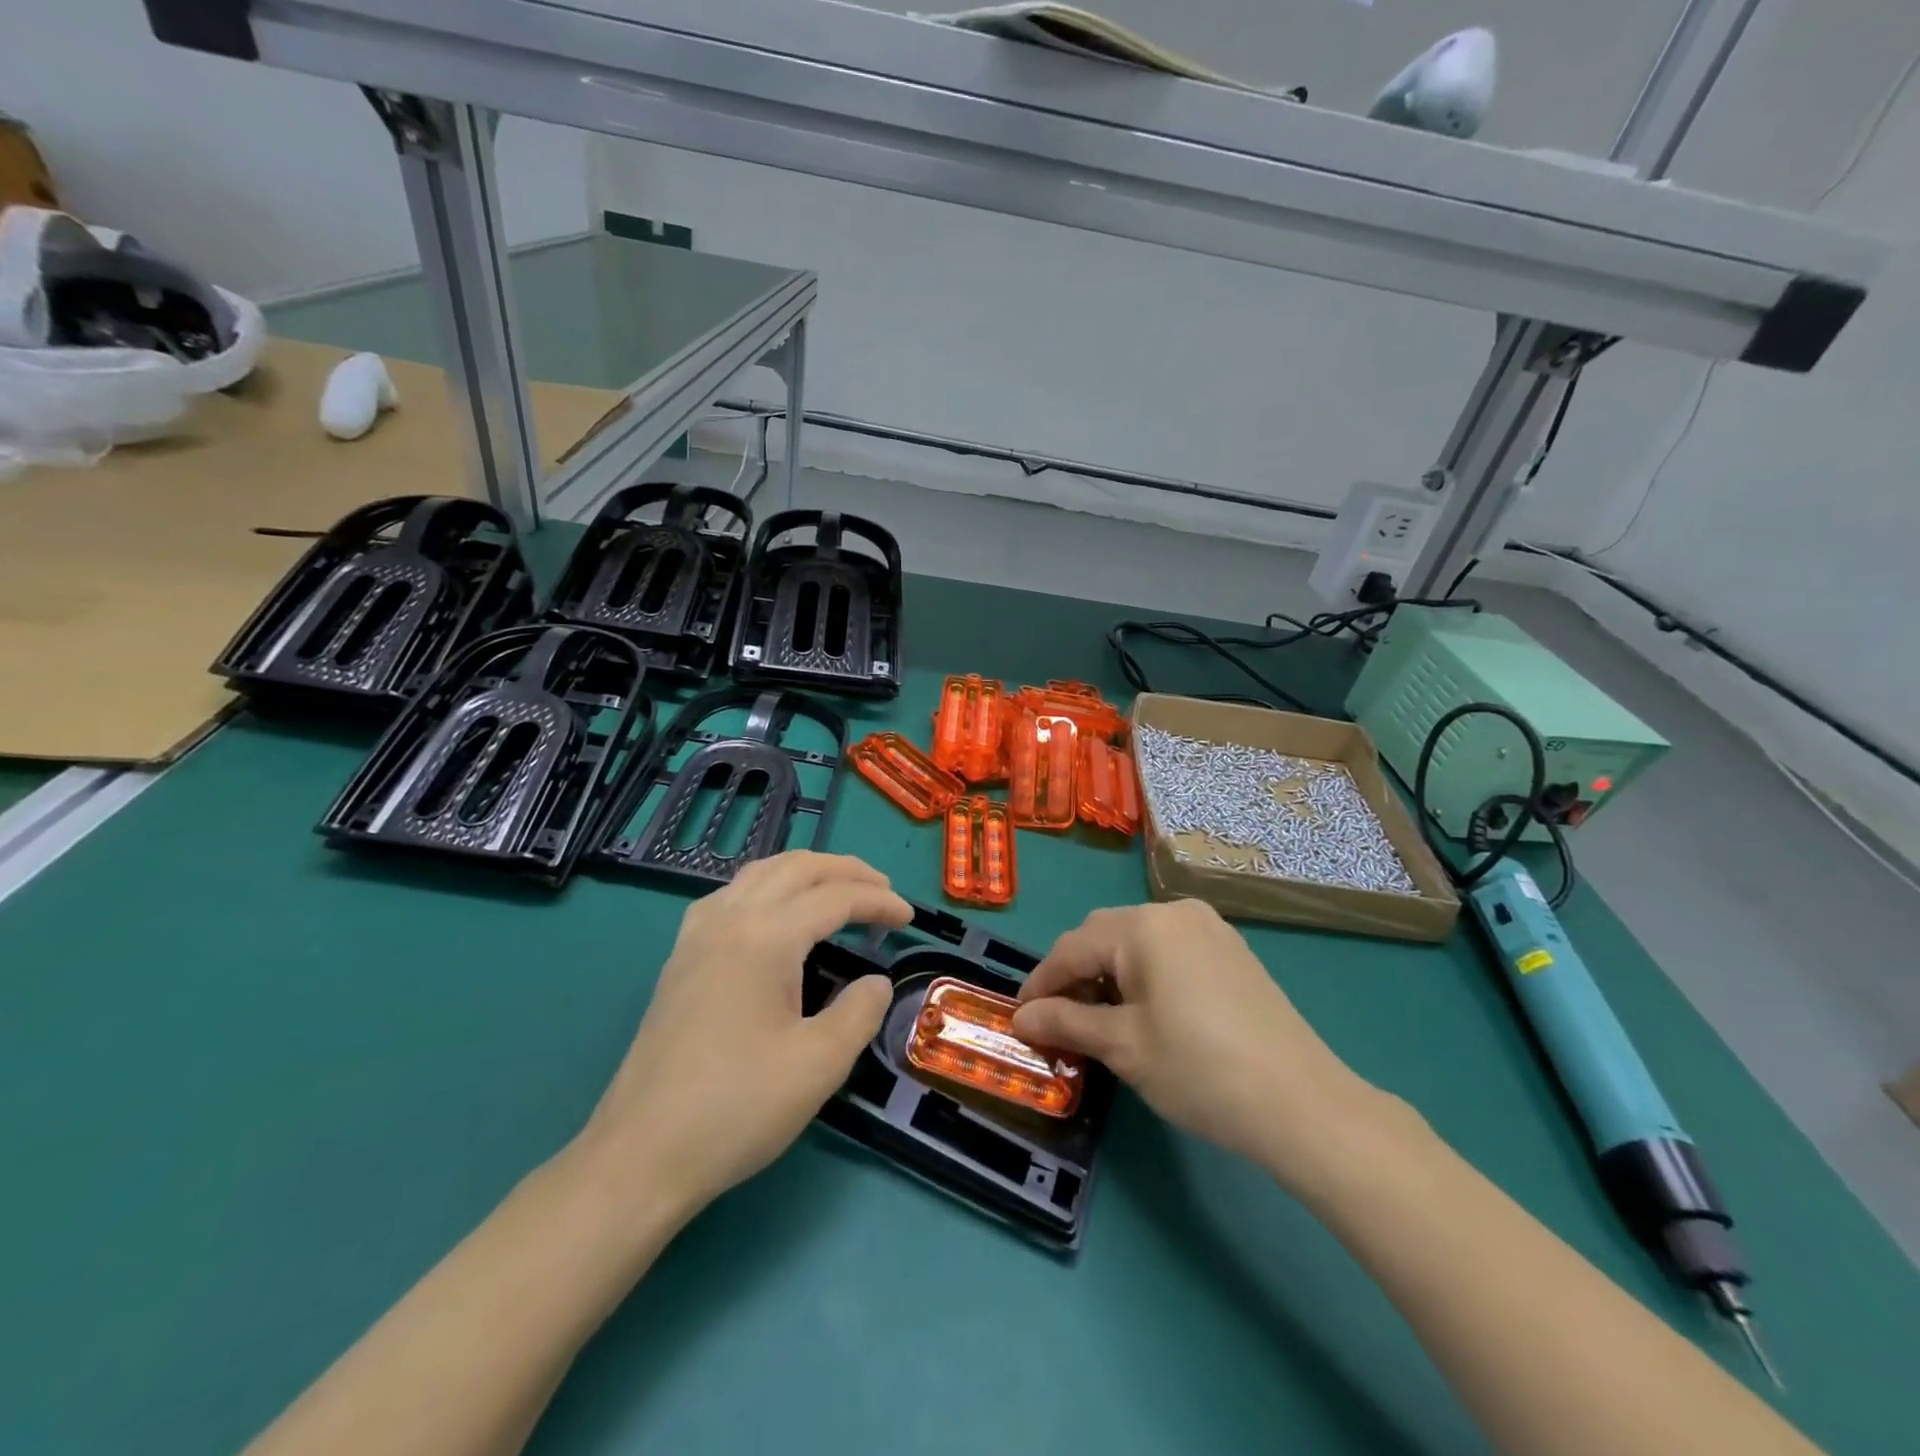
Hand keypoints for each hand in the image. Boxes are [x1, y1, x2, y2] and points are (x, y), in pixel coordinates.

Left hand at [575, 852, 909, 1217]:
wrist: (641, 1155)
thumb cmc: (737, 1107)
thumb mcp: (819, 1065)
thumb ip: (859, 1012)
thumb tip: (875, 982)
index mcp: (765, 937)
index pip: (834, 897)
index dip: (877, 900)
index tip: (909, 917)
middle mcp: (729, 919)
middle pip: (796, 868)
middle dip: (845, 870)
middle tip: (882, 890)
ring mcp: (697, 936)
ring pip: (759, 873)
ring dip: (805, 872)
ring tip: (837, 890)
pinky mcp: (680, 958)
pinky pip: (731, 895)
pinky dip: (768, 887)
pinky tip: (775, 914)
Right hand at [1011, 900, 1387, 1183]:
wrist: (1303, 1104)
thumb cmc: (1200, 1071)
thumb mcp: (1123, 1047)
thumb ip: (1066, 1022)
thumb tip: (1021, 1019)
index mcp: (1143, 926)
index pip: (1073, 947)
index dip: (1041, 983)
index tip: (1019, 1017)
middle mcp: (1174, 913)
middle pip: (1104, 935)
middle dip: (1074, 974)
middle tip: (1057, 1019)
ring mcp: (1208, 928)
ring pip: (1137, 941)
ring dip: (1109, 972)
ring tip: (1098, 1018)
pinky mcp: (1230, 950)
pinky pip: (1169, 950)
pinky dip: (1144, 973)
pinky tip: (1144, 1009)